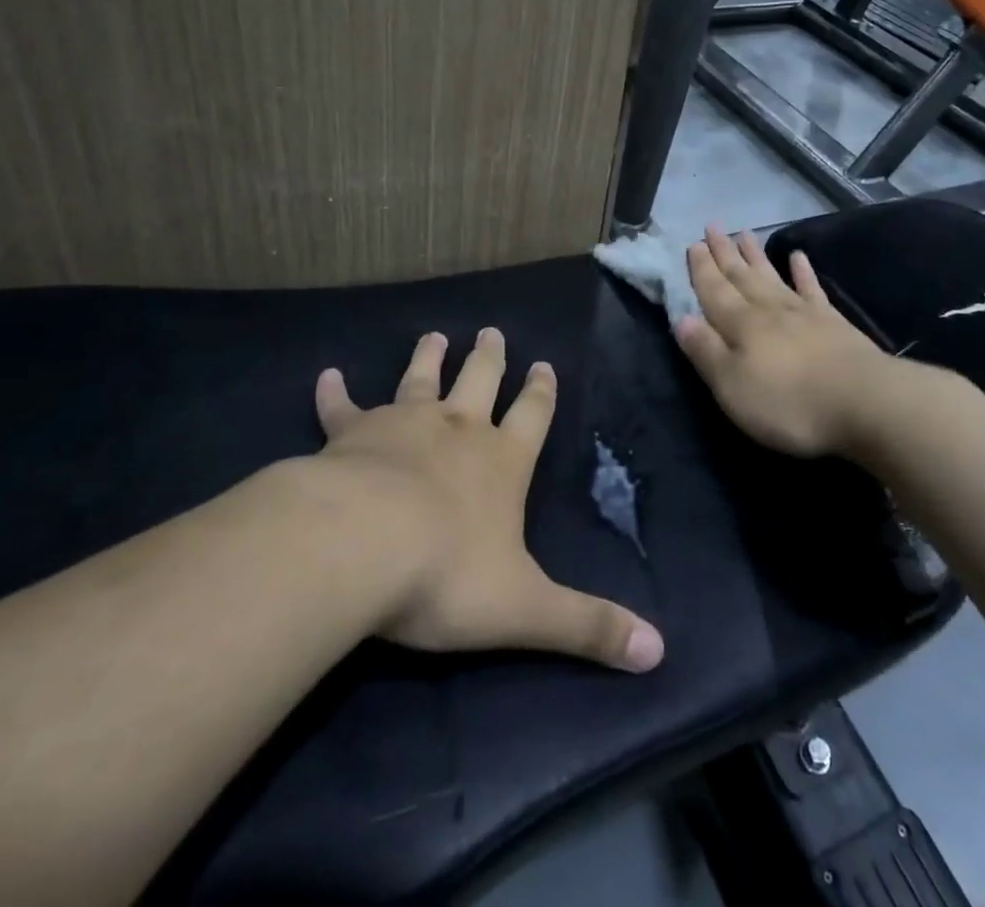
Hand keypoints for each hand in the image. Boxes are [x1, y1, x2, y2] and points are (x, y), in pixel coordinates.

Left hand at [313, 328, 664, 673]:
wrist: (359, 546)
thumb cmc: (446, 575)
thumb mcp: (526, 609)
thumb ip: (588, 626)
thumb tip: (658, 651)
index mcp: (501, 462)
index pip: (532, 416)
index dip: (541, 391)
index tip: (544, 364)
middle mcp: (457, 430)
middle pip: (479, 381)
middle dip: (489, 358)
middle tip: (492, 331)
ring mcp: (402, 424)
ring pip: (420, 380)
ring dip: (428, 358)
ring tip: (434, 335)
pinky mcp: (351, 434)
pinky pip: (343, 409)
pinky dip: (335, 393)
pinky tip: (326, 376)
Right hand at [674, 227, 901, 458]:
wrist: (864, 403)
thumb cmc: (788, 402)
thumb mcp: (731, 385)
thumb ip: (705, 351)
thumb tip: (681, 319)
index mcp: (740, 324)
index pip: (714, 290)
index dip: (701, 269)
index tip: (693, 243)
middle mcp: (768, 309)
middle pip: (741, 276)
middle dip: (723, 253)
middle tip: (712, 227)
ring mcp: (804, 313)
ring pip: (771, 276)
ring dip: (755, 255)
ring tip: (743, 233)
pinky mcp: (833, 323)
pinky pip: (812, 289)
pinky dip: (803, 272)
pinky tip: (798, 256)